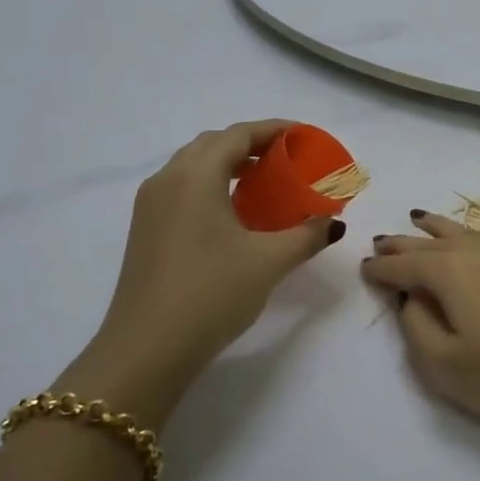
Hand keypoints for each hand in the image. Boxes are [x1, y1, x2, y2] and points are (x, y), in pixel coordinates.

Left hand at [85, 120, 345, 400]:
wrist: (147, 350)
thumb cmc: (211, 294)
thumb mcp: (269, 262)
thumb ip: (306, 235)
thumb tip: (333, 223)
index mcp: (195, 176)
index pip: (238, 135)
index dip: (274, 129)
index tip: (304, 136)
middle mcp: (167, 181)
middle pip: (213, 145)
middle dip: (252, 144)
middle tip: (287, 159)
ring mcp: (151, 206)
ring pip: (194, 167)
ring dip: (229, 165)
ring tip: (265, 183)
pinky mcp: (146, 231)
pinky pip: (183, 189)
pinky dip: (212, 186)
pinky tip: (235, 214)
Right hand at [360, 179, 479, 442]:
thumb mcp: (446, 367)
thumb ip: (417, 328)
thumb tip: (410, 297)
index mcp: (449, 275)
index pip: (403, 266)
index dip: (380, 268)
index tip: (364, 267)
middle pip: (433, 243)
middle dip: (405, 242)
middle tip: (383, 240)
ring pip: (472, 230)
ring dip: (444, 225)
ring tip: (422, 218)